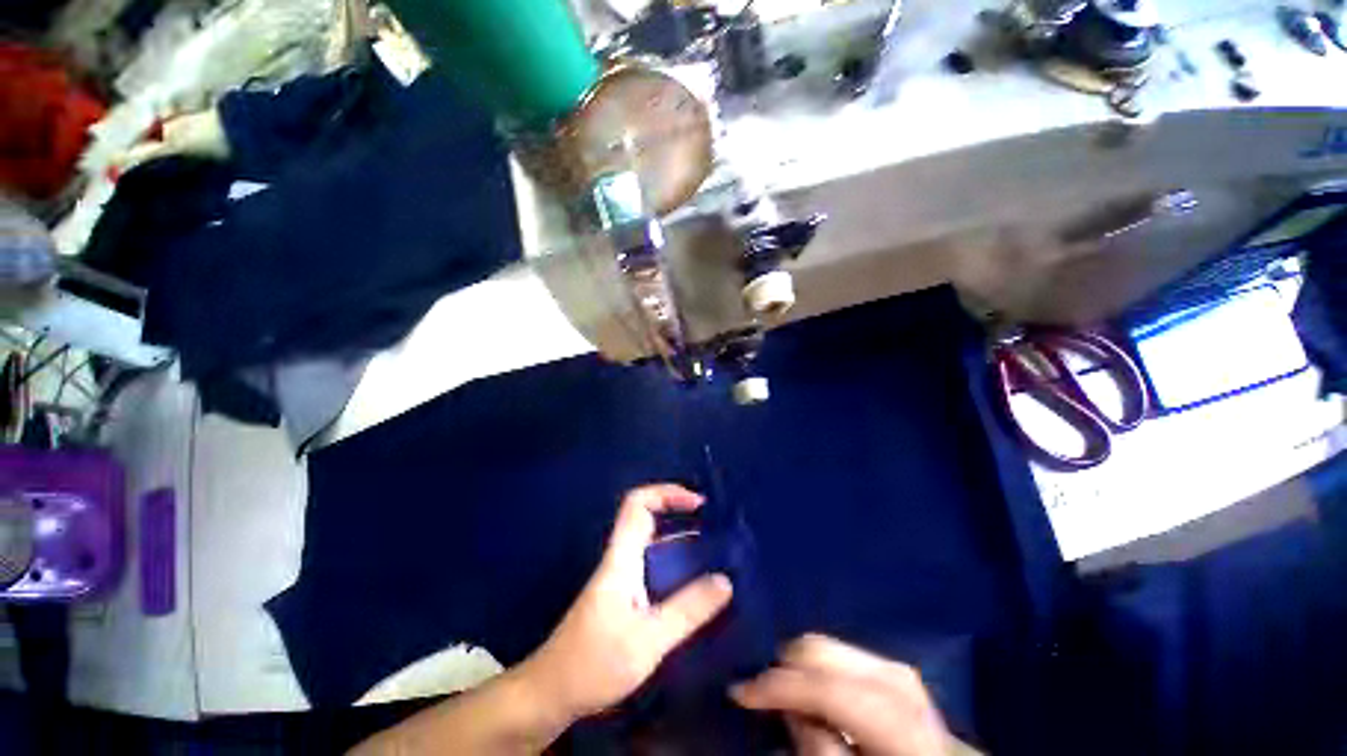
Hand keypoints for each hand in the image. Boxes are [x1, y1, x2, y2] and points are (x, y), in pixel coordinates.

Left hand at [520, 484, 733, 721]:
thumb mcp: (647, 640)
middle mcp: (622, 559)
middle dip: (681, 515)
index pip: (638, 504)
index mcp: (622, 557)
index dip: (667, 493)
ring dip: (682, 542)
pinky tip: (697, 588)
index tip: (698, 504)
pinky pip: (655, 568)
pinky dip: (678, 567)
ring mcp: (622, 579)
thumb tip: (726, 581)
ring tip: (717, 555)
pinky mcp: (624, 598)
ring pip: (653, 545)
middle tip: (716, 528)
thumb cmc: (594, 664)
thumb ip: (687, 610)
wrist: (551, 694)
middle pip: (649, 518)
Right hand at [731, 634, 961, 755]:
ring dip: (804, 663)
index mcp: (902, 725)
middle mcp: (905, 686)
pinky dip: (823, 665)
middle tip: (762, 689)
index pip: (829, 690)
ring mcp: (906, 674)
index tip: (739, 691)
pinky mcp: (900, 673)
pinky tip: (815, 685)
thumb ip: (820, 751)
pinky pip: (848, 655)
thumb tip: (790, 709)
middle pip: (830, 652)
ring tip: (785, 687)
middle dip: (788, 664)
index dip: (779, 686)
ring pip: (836, 645)